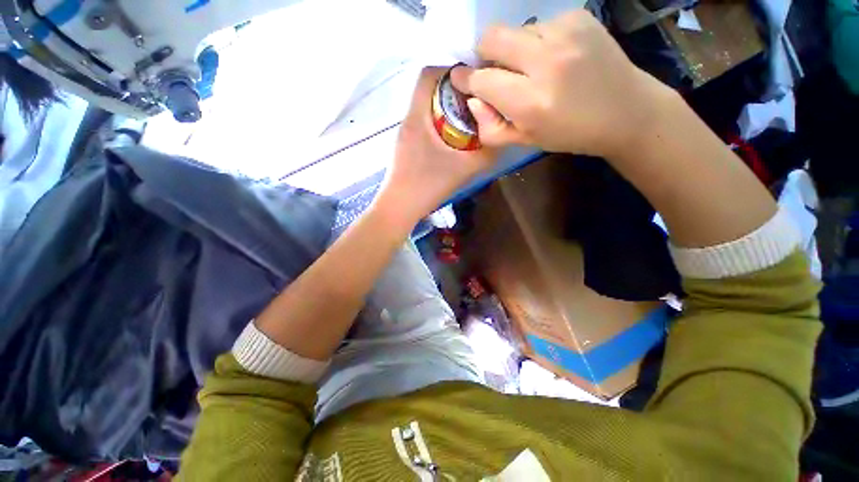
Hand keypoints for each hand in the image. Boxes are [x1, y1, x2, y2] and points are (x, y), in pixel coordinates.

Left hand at [374, 67, 499, 225]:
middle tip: (474, 104)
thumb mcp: (464, 169)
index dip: (451, 71)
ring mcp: (405, 134)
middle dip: (453, 92)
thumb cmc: (429, 186)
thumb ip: (486, 153)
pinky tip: (451, 140)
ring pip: (426, 107)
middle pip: (429, 90)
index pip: (428, 74)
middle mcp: (409, 119)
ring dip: (446, 109)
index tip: (471, 83)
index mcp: (418, 116)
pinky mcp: (405, 146)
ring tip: (467, 122)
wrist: (400, 207)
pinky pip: (423, 124)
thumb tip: (501, 138)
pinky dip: (438, 124)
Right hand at [452, 10, 673, 157]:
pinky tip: (554, 57)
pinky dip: (537, 41)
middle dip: (484, 54)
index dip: (467, 80)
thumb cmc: (570, 134)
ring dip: (513, 49)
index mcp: (531, 102)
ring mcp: (565, 33)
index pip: (482, 80)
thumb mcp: (525, 141)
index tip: (462, 80)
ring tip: (532, 68)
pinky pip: (540, 24)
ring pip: (515, 30)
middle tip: (495, 71)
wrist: (626, 111)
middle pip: (492, 37)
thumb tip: (473, 100)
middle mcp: (546, 62)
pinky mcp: (579, 18)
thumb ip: (491, 127)